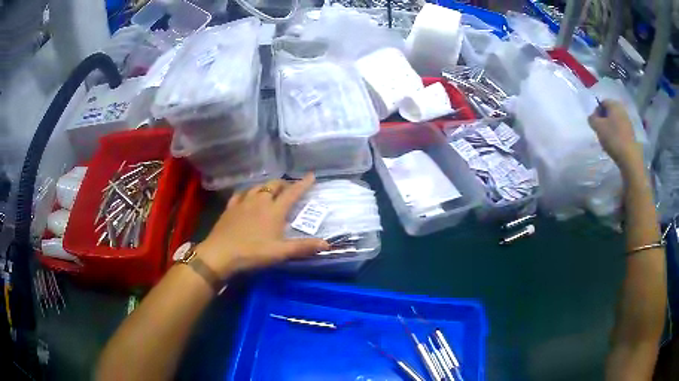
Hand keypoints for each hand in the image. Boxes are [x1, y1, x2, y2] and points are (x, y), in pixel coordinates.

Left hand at [195, 174, 329, 277]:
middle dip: (284, 184)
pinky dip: (248, 192)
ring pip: (257, 187)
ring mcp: (243, 202)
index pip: (292, 193)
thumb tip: (327, 243)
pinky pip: (241, 194)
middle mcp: (259, 201)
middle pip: (274, 185)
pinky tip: (247, 196)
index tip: (311, 175)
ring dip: (267, 186)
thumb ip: (303, 247)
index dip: (303, 184)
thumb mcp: (280, 252)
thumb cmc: (252, 252)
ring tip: (271, 191)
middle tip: (290, 189)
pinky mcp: (230, 208)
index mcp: (274, 210)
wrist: (220, 253)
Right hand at [588, 100, 643, 176]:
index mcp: (613, 104)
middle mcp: (622, 109)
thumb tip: (592, 117)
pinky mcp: (631, 133)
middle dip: (604, 120)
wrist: (630, 157)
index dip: (597, 112)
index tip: (595, 124)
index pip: (602, 103)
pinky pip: (621, 129)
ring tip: (607, 139)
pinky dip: (617, 134)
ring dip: (610, 128)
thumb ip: (592, 119)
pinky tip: (615, 144)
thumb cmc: (613, 139)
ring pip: (615, 121)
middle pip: (610, 112)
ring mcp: (628, 121)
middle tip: (600, 131)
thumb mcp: (598, 127)